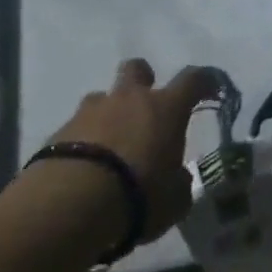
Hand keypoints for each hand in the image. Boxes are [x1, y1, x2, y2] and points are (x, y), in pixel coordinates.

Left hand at [47, 60, 211, 240]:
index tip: (210, 89)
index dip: (204, 81)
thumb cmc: (138, 197)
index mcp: (164, 109)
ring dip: (109, 115)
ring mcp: (91, 110)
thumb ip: (179, 182)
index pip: (192, 81)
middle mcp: (129, 99)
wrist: (72, 202)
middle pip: (137, 69)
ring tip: (109, 148)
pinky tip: (84, 167)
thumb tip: (177, 176)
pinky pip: (78, 126)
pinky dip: (84, 140)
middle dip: (143, 81)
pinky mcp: (61, 129)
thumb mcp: (174, 200)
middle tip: (145, 108)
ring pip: (103, 98)